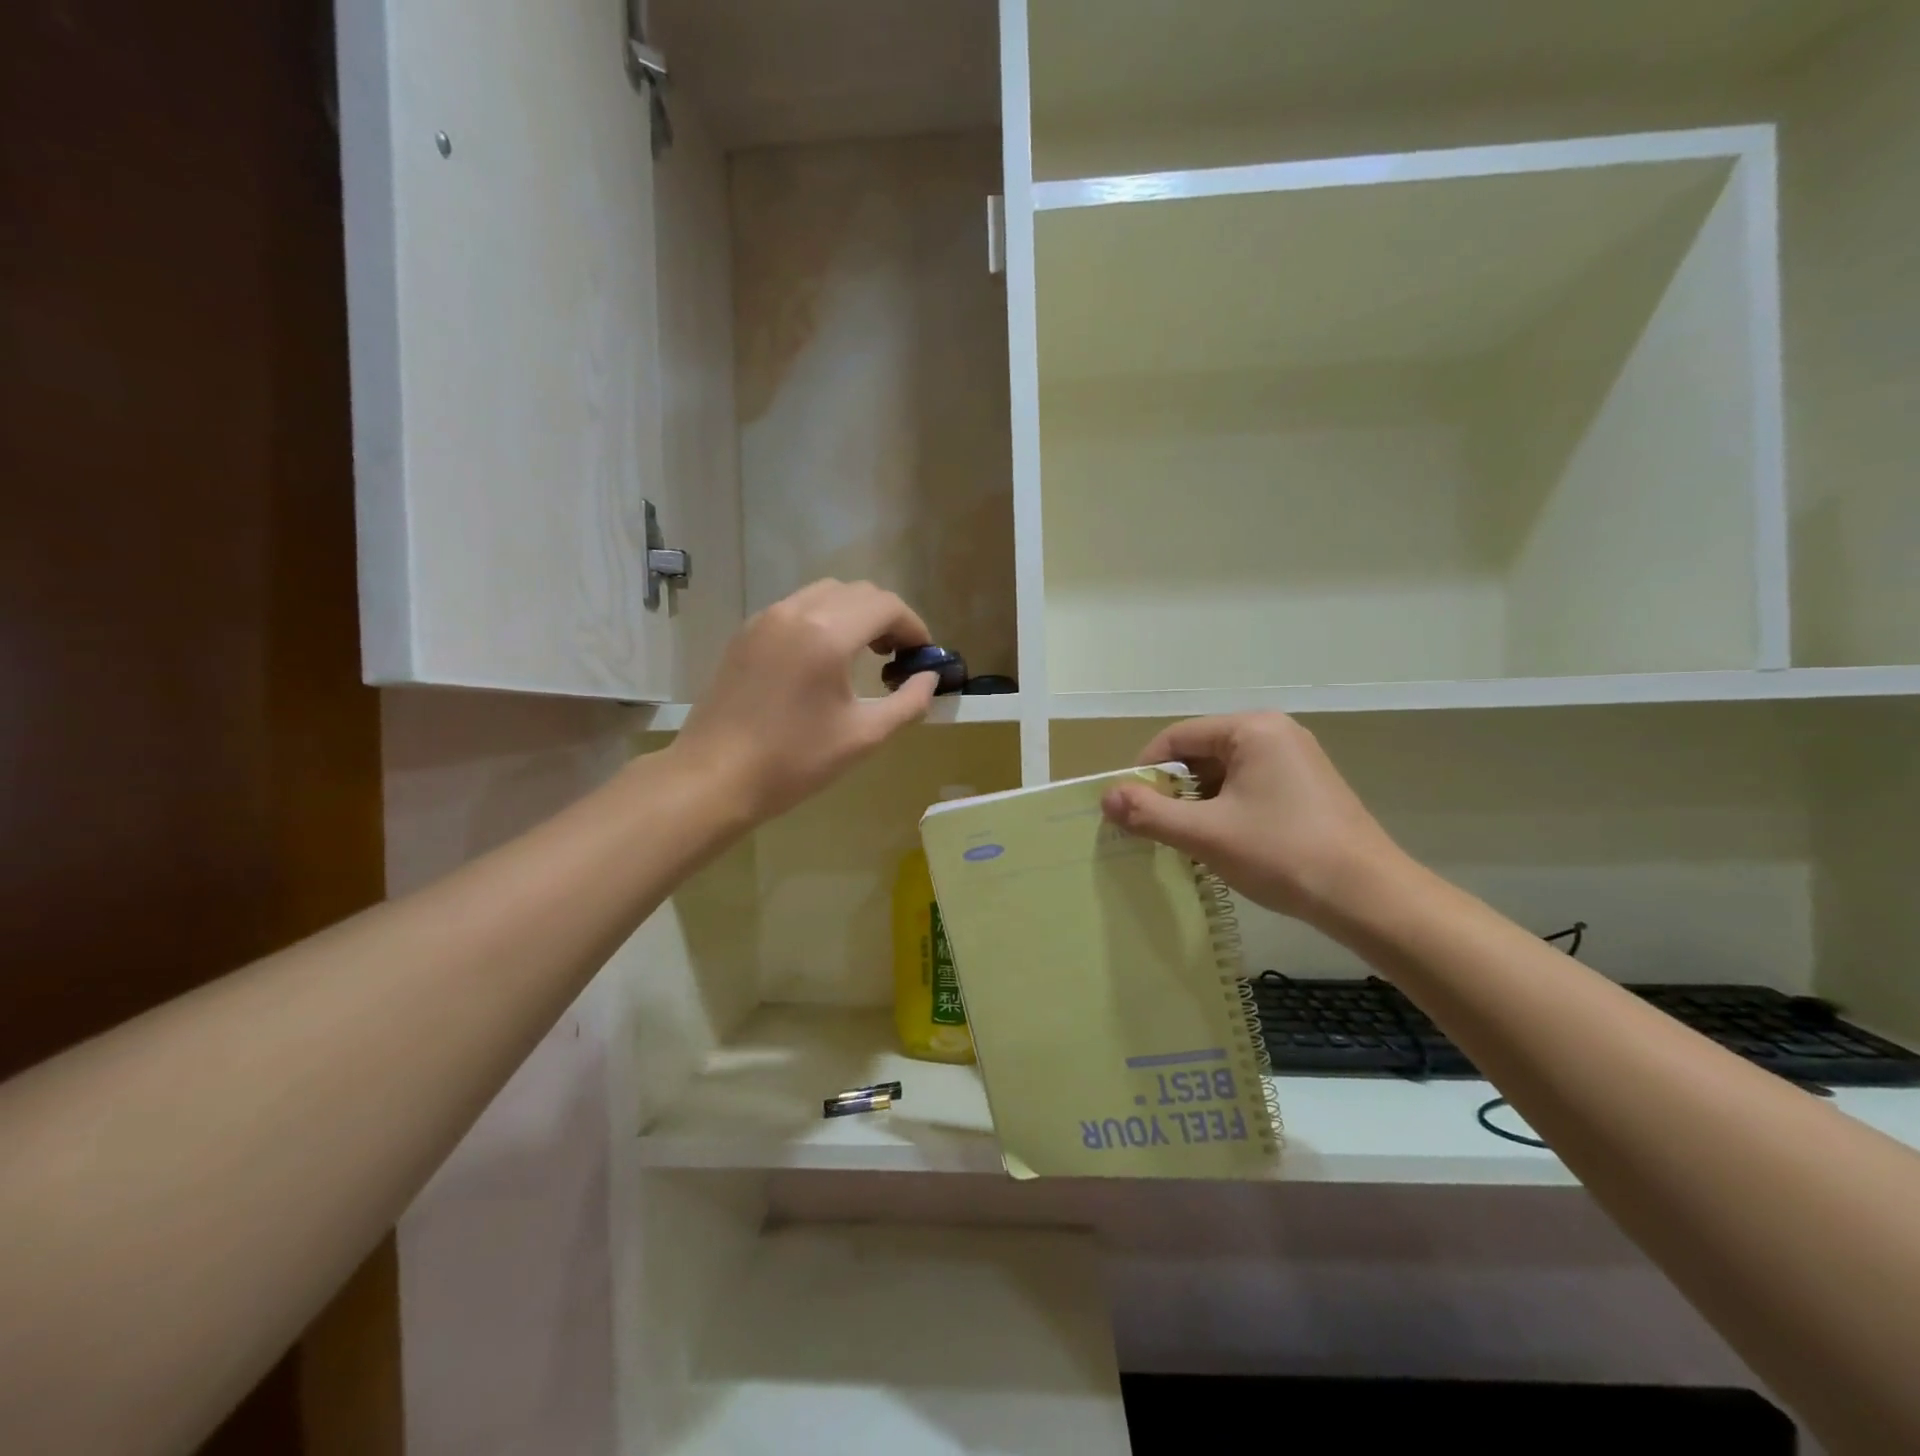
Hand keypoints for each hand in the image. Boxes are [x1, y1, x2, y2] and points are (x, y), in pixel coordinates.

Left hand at [673, 580, 938, 823]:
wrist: (715, 777)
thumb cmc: (794, 760)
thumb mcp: (864, 736)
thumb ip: (908, 703)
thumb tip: (929, 679)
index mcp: (828, 634)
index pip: (886, 605)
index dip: (914, 627)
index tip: (923, 656)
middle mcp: (796, 611)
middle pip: (858, 592)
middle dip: (887, 617)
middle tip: (897, 657)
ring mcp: (766, 618)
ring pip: (825, 593)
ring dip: (854, 614)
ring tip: (863, 655)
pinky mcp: (746, 633)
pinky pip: (796, 608)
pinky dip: (823, 619)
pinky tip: (823, 660)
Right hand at [1100, 712, 1407, 926]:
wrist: (1368, 897)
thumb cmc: (1282, 854)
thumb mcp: (1205, 834)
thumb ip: (1149, 813)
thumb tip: (1106, 798)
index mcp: (1252, 729)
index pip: (1176, 737)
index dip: (1144, 771)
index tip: (1128, 808)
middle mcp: (1275, 732)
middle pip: (1200, 753)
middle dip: (1172, 790)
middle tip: (1154, 828)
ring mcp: (1295, 759)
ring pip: (1223, 773)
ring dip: (1198, 803)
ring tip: (1187, 840)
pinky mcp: (1307, 786)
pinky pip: (1248, 786)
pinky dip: (1225, 809)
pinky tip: (1223, 842)